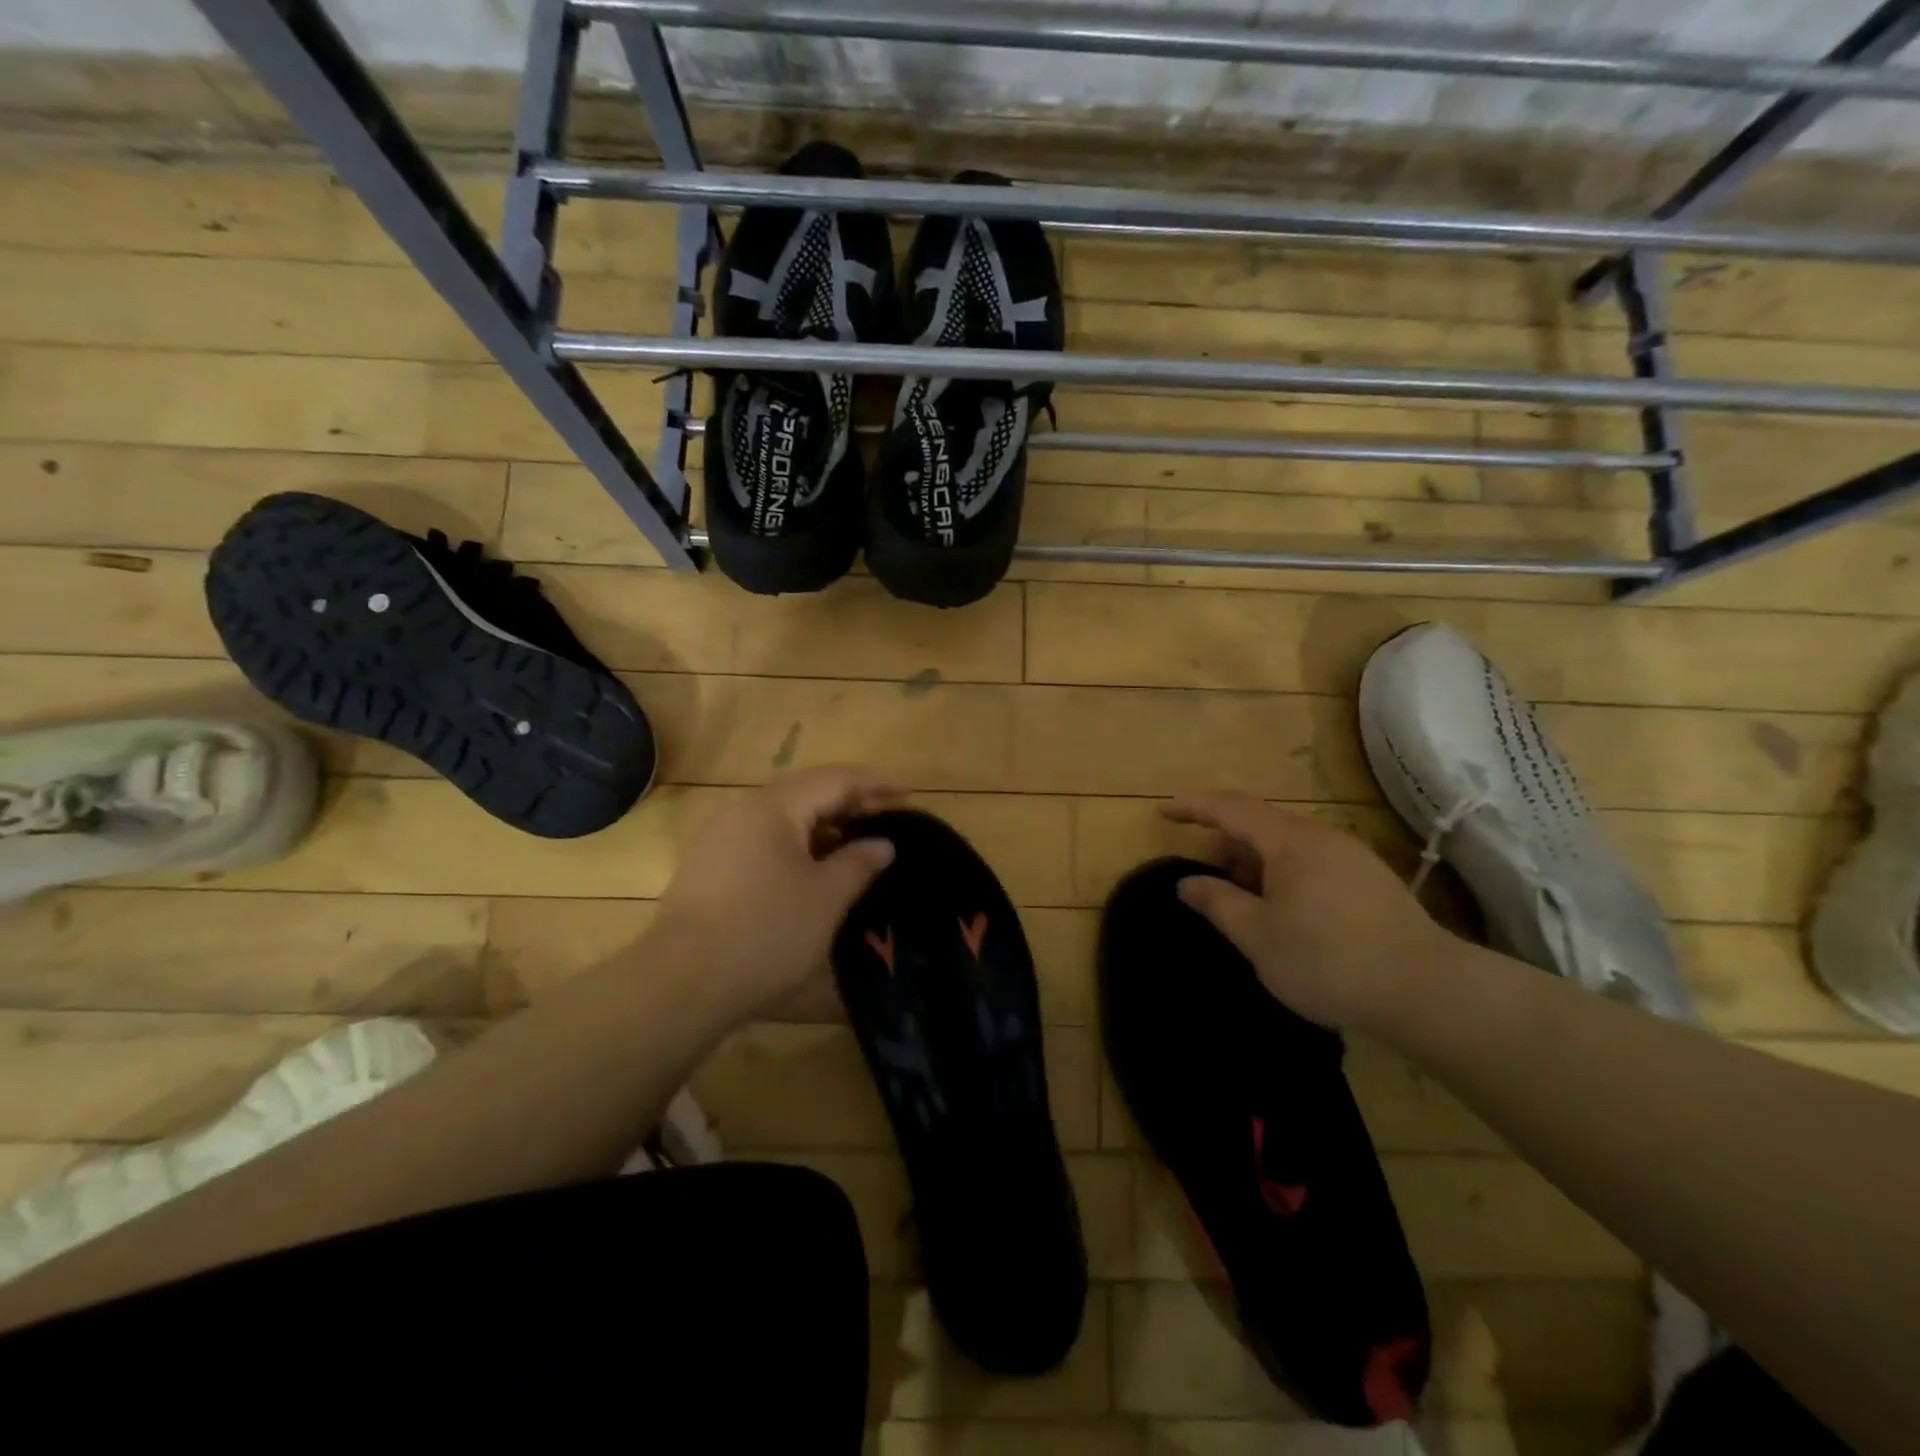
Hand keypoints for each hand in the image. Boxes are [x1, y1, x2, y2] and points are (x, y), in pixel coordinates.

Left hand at [652, 767, 905, 1023]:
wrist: (683, 983)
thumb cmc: (767, 932)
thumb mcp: (826, 897)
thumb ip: (859, 862)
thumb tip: (882, 843)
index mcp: (774, 807)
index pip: (835, 779)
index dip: (876, 784)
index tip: (909, 792)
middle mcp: (743, 810)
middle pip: (806, 791)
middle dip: (849, 800)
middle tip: (886, 814)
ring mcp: (720, 837)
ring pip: (782, 816)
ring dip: (822, 823)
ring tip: (855, 841)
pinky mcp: (708, 866)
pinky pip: (763, 839)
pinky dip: (796, 843)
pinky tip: (812, 867)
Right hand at [1164, 793, 1462, 1030]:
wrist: (1427, 992)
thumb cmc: (1327, 960)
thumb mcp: (1257, 936)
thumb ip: (1217, 903)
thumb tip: (1187, 883)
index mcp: (1291, 841)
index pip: (1231, 809)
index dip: (1193, 807)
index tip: (1163, 811)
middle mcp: (1323, 837)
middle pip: (1261, 826)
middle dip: (1226, 844)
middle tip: (1205, 876)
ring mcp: (1352, 857)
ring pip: (1289, 847)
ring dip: (1255, 864)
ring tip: (1241, 899)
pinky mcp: (1371, 882)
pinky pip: (1312, 863)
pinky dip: (1283, 875)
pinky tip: (1284, 912)